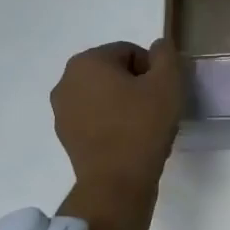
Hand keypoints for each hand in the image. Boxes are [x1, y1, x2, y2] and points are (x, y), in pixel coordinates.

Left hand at [51, 40, 183, 205]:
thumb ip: (165, 54)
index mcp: (87, 62)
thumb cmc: (143, 126)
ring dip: (123, 103)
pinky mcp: (65, 136)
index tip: (164, 93)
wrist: (117, 183)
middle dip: (136, 85)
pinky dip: (111, 122)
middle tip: (156, 107)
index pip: (130, 52)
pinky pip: (94, 117)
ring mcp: (61, 111)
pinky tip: (128, 139)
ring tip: (143, 125)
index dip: (153, 70)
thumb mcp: (168, 82)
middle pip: (114, 72)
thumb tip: (158, 47)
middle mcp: (66, 81)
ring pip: (103, 95)